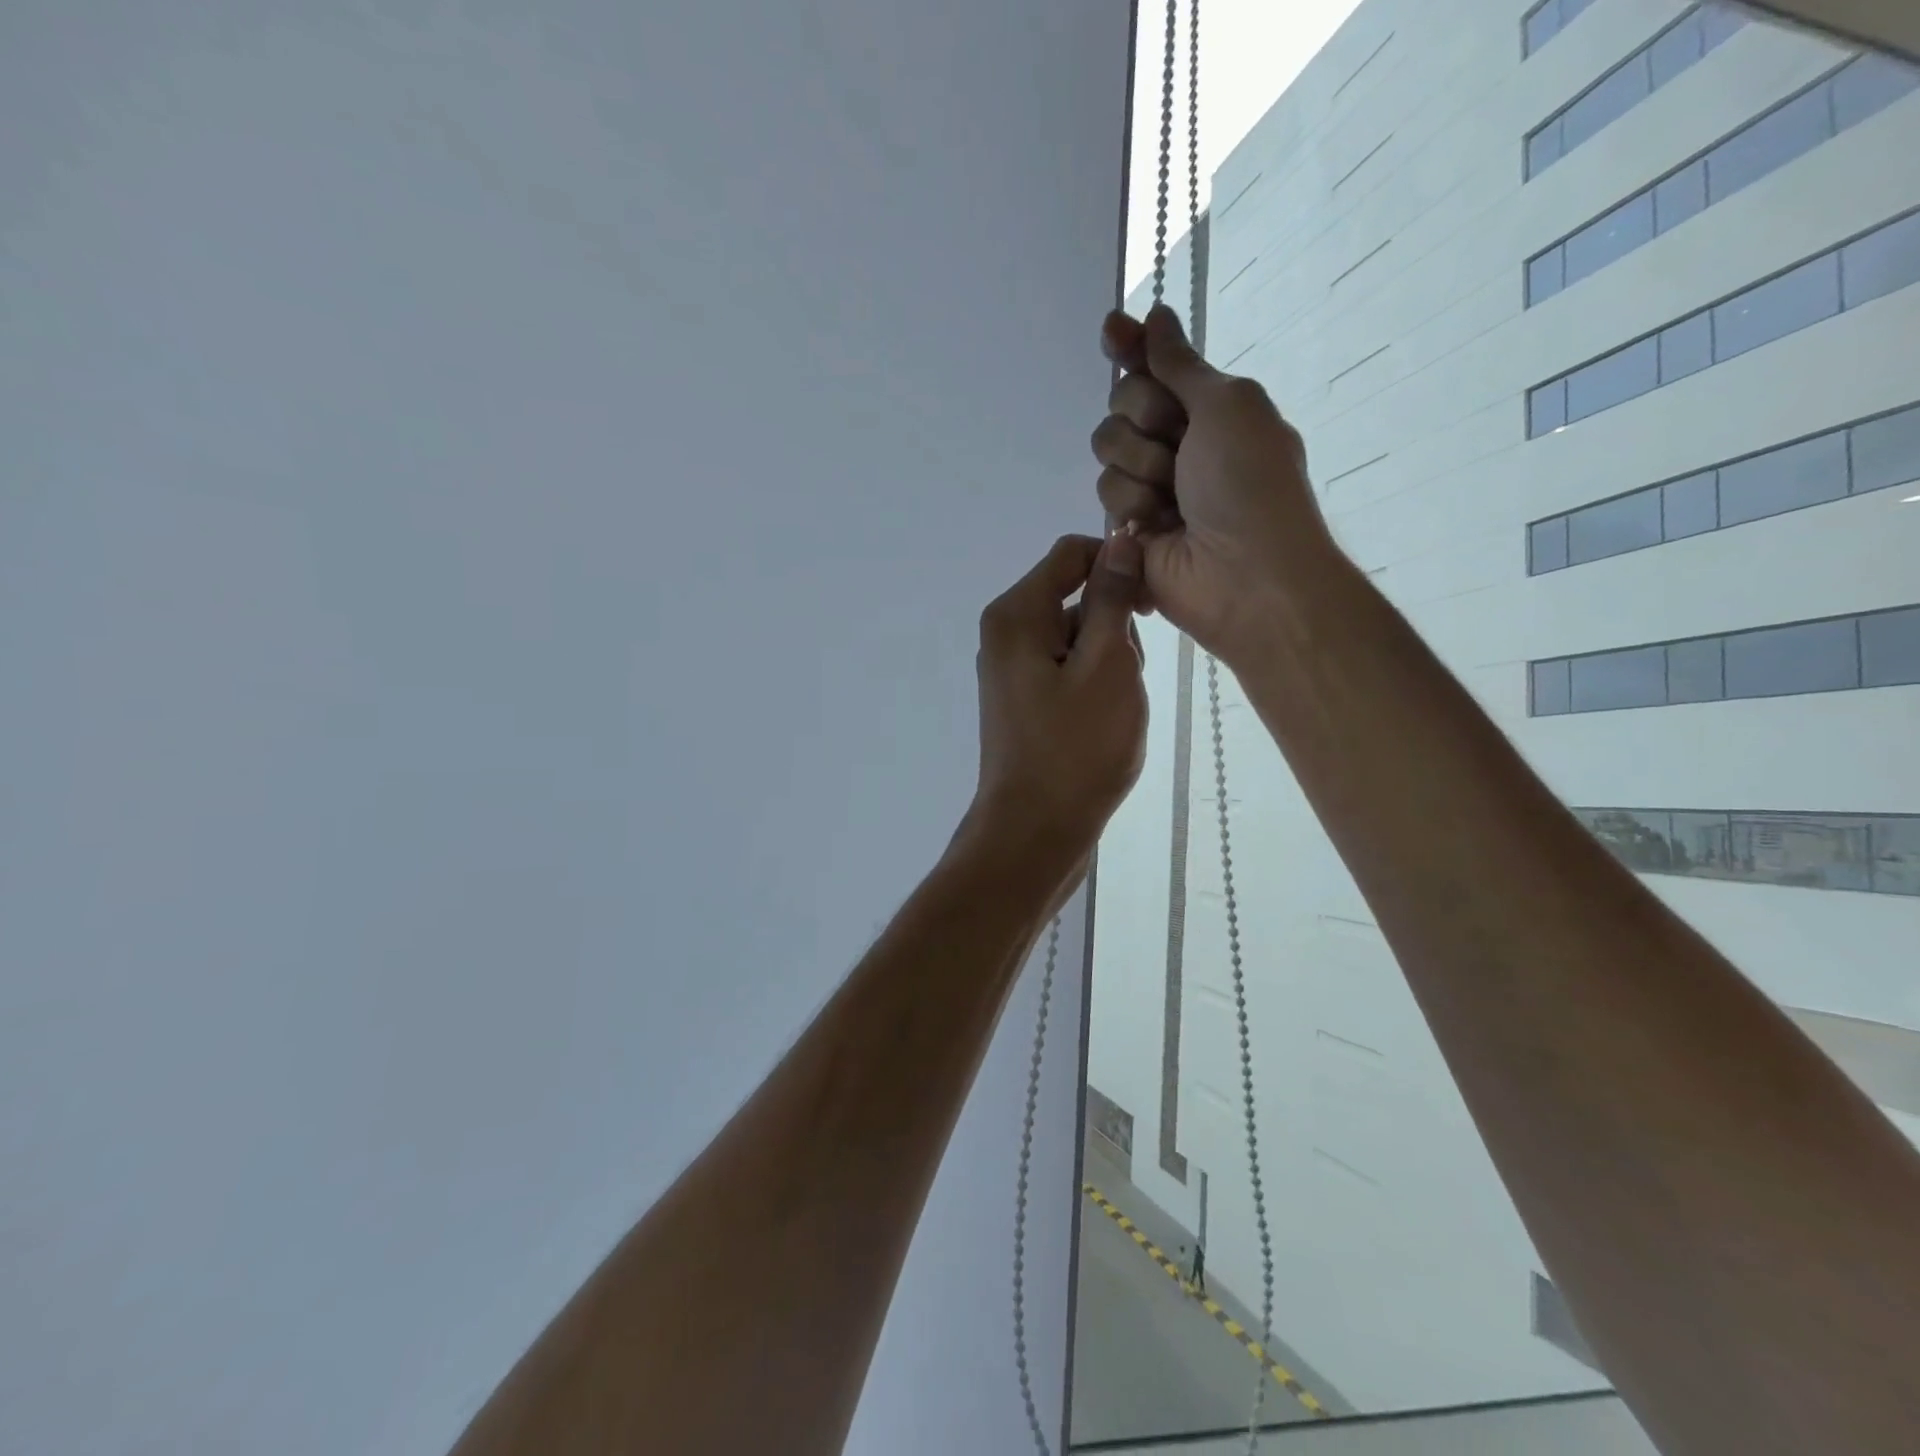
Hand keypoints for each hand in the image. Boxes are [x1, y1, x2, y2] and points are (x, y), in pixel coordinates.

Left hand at [968, 533, 1148, 853]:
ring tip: (1114, 708)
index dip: (1118, 564)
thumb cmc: (1076, 748)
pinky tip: (1104, 723)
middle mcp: (1006, 635)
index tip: (1151, 603)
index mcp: (1016, 615)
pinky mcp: (1026, 702)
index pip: (1072, 554)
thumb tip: (1119, 537)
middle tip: (1125, 676)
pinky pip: (1069, 671)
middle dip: (1114, 626)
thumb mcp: (1106, 663)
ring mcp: (1013, 671)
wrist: (1035, 832)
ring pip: (1079, 638)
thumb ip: (1112, 597)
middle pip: (1075, 597)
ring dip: (1110, 661)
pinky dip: (1095, 687)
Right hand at [1090, 304, 1337, 661]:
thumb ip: (1181, 363)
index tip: (1111, 330)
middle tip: (1179, 448)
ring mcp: (1150, 487)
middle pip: (1121, 404)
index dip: (1130, 347)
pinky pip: (1105, 497)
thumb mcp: (1229, 405)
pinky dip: (1132, 508)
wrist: (1246, 574)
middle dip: (1145, 419)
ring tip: (1174, 502)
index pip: (1154, 366)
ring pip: (1107, 452)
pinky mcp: (1127, 528)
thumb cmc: (1250, 483)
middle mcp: (1176, 443)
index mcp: (1208, 408)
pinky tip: (1156, 530)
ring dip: (1141, 469)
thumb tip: (1155, 315)